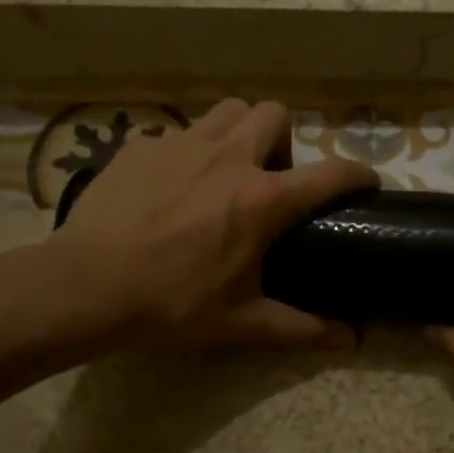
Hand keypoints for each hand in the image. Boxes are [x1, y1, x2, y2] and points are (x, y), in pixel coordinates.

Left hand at [55, 99, 376, 347]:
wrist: (86, 287)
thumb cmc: (173, 305)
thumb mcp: (243, 322)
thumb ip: (302, 328)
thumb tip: (351, 341)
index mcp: (263, 200)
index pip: (331, 174)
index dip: (358, 174)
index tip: (366, 183)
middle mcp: (229, 158)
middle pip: (275, 114)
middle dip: (284, 142)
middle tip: (271, 181)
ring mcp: (181, 145)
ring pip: (227, 111)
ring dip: (239, 133)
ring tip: (226, 172)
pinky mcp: (140, 146)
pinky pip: (177, 133)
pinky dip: (188, 152)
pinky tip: (171, 186)